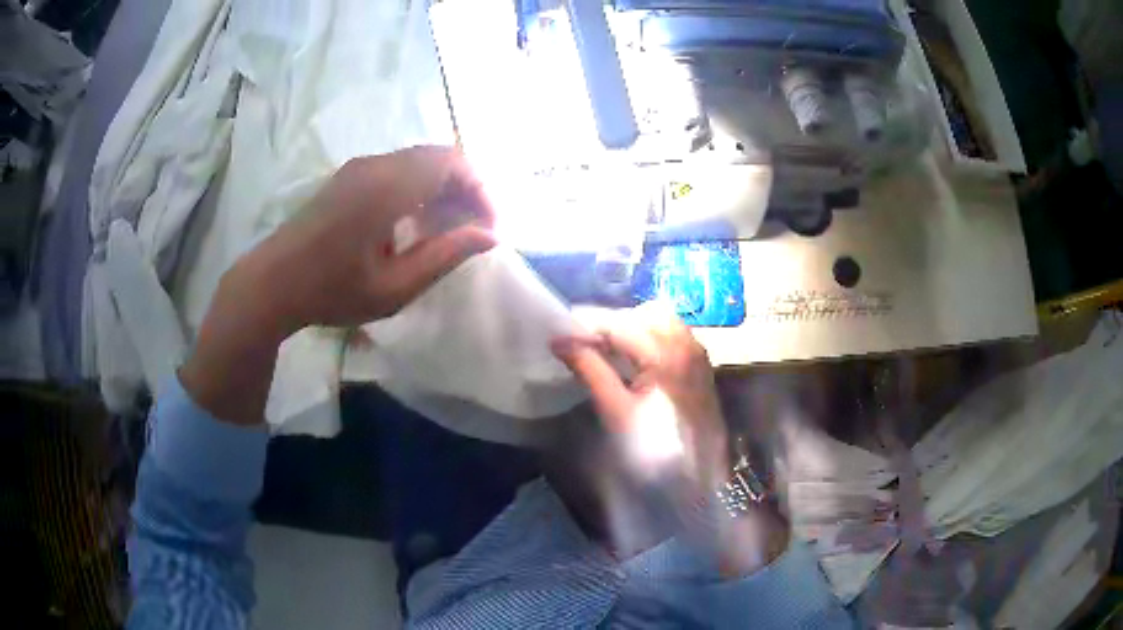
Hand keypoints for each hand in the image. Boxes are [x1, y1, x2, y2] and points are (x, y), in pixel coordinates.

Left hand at [181, 146, 494, 425]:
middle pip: (439, 156)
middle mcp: (376, 165)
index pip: (453, 163)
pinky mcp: (349, 176)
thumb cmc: (331, 291)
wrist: (271, 283)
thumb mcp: (394, 287)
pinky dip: (419, 187)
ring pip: (419, 160)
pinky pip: (399, 168)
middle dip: (466, 188)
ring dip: (442, 187)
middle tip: (473, 228)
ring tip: (447, 229)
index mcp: (388, 187)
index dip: (481, 190)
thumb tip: (491, 236)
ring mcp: (359, 167)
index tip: (490, 227)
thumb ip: (445, 255)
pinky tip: (414, 223)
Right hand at [551, 307, 729, 488]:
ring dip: (632, 327)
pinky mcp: (700, 365)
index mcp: (664, 352)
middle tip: (583, 344)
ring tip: (607, 350)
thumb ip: (590, 370)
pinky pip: (674, 334)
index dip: (586, 325)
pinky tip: (635, 359)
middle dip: (611, 323)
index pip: (618, 322)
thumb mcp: (616, 412)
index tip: (560, 334)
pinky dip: (651, 336)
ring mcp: (697, 352)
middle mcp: (685, 343)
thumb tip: (560, 341)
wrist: (697, 479)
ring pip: (660, 320)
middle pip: (641, 314)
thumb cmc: (654, 449)